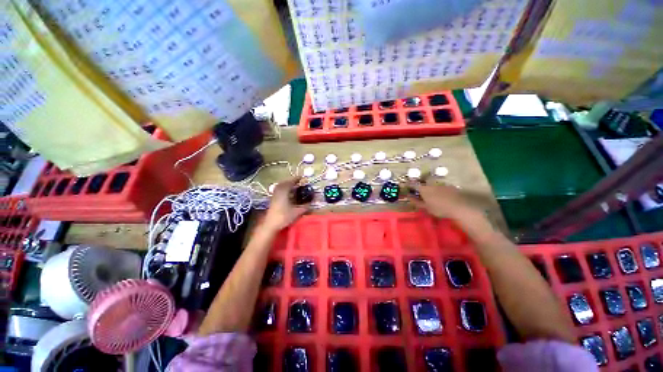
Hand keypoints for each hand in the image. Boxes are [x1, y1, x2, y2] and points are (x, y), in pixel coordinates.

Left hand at [264, 177, 309, 231]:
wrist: (270, 225)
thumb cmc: (284, 217)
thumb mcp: (297, 212)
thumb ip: (305, 207)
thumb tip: (312, 202)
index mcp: (284, 192)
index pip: (290, 182)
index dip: (296, 179)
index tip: (302, 177)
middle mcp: (278, 191)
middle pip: (284, 183)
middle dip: (291, 181)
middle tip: (298, 181)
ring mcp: (274, 195)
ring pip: (280, 186)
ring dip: (287, 185)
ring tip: (294, 186)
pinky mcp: (272, 199)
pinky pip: (278, 190)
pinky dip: (284, 189)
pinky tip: (288, 193)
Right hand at [408, 182, 481, 221]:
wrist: (459, 207)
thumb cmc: (439, 208)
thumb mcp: (425, 207)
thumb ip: (416, 202)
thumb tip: (408, 197)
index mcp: (423, 189)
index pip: (413, 185)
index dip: (408, 185)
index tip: (405, 186)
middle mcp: (431, 184)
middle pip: (422, 184)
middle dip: (419, 187)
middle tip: (418, 194)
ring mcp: (441, 184)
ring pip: (431, 185)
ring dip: (429, 189)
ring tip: (430, 196)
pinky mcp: (449, 186)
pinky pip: (440, 187)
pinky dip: (437, 191)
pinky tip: (440, 197)